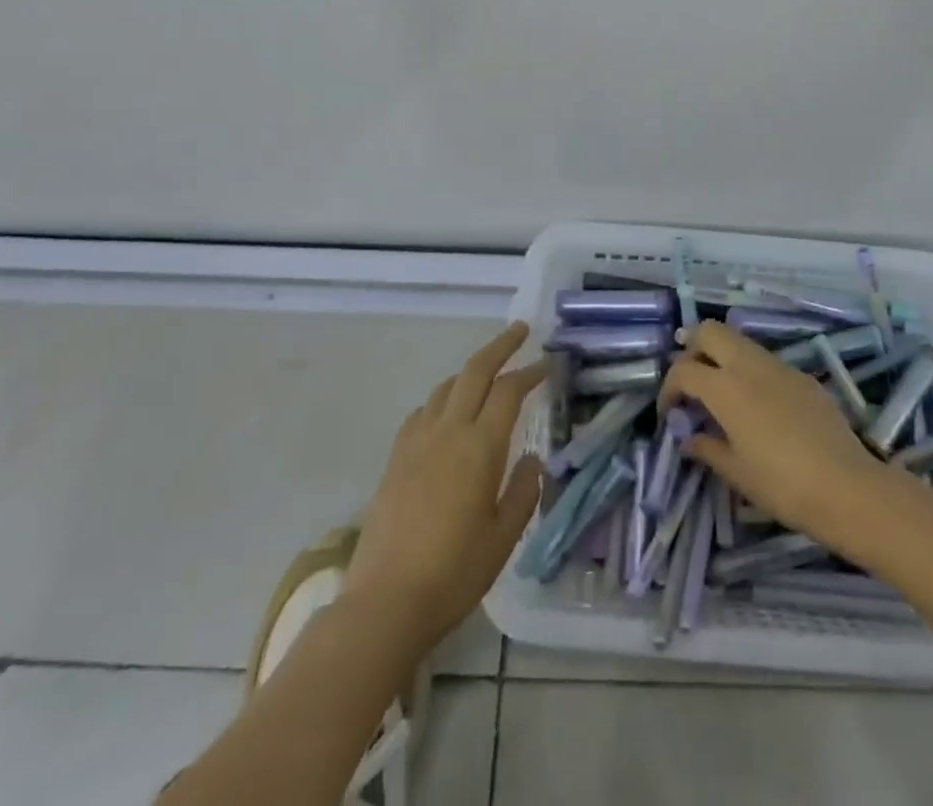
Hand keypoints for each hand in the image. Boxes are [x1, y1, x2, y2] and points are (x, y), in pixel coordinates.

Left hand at [345, 322, 546, 649]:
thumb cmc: (454, 573)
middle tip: (520, 330)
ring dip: (470, 371)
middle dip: (500, 346)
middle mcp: (448, 431)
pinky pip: (422, 411)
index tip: (548, 364)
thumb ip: (523, 492)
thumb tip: (531, 460)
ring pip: (446, 387)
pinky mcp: (395, 458)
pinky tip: (446, 413)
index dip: (530, 372)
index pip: (509, 391)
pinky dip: (442, 398)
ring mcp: (416, 441)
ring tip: (487, 372)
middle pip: (475, 371)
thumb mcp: (503, 538)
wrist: (385, 602)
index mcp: (480, 447)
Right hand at [661, 320, 887, 552]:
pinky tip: (757, 406)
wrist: (846, 487)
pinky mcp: (802, 376)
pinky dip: (749, 371)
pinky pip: (765, 361)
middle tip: (692, 385)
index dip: (669, 389)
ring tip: (721, 394)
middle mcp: (749, 365)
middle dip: (693, 350)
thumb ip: (706, 448)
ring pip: (739, 341)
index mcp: (725, 387)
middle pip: (709, 331)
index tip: (670, 414)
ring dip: (722, 357)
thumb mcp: (735, 472)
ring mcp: (779, 366)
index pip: (683, 370)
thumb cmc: (781, 484)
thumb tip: (687, 438)